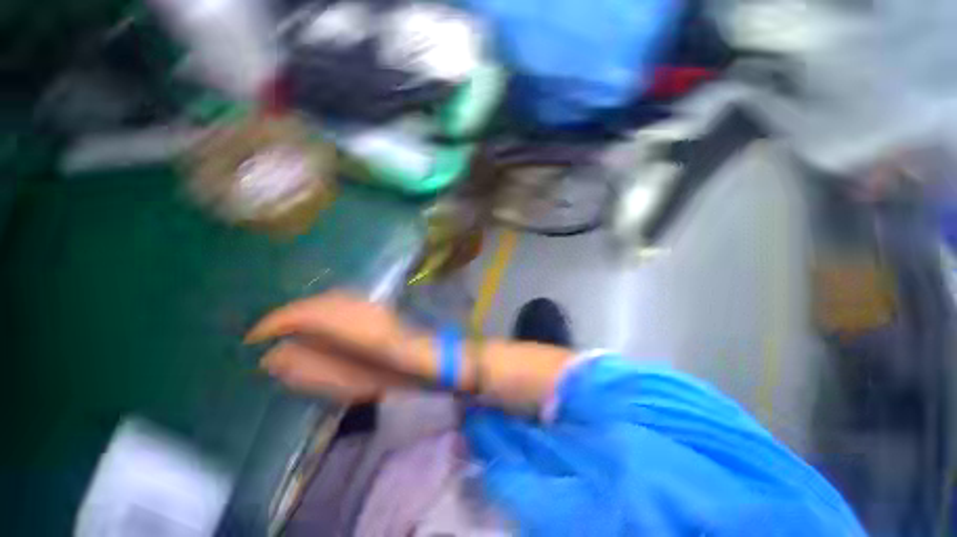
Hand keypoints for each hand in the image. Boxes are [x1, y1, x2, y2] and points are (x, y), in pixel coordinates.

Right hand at [245, 291, 420, 401]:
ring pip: (326, 298)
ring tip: (290, 327)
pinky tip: (319, 321)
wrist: (416, 360)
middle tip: (270, 332)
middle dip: (288, 315)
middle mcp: (353, 305)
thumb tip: (273, 357)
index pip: (299, 314)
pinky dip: (323, 308)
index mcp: (344, 323)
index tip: (253, 337)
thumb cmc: (382, 375)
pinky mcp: (372, 304)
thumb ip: (305, 368)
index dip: (273, 323)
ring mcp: (365, 302)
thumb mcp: (338, 380)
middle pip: (312, 302)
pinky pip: (340, 300)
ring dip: (305, 310)